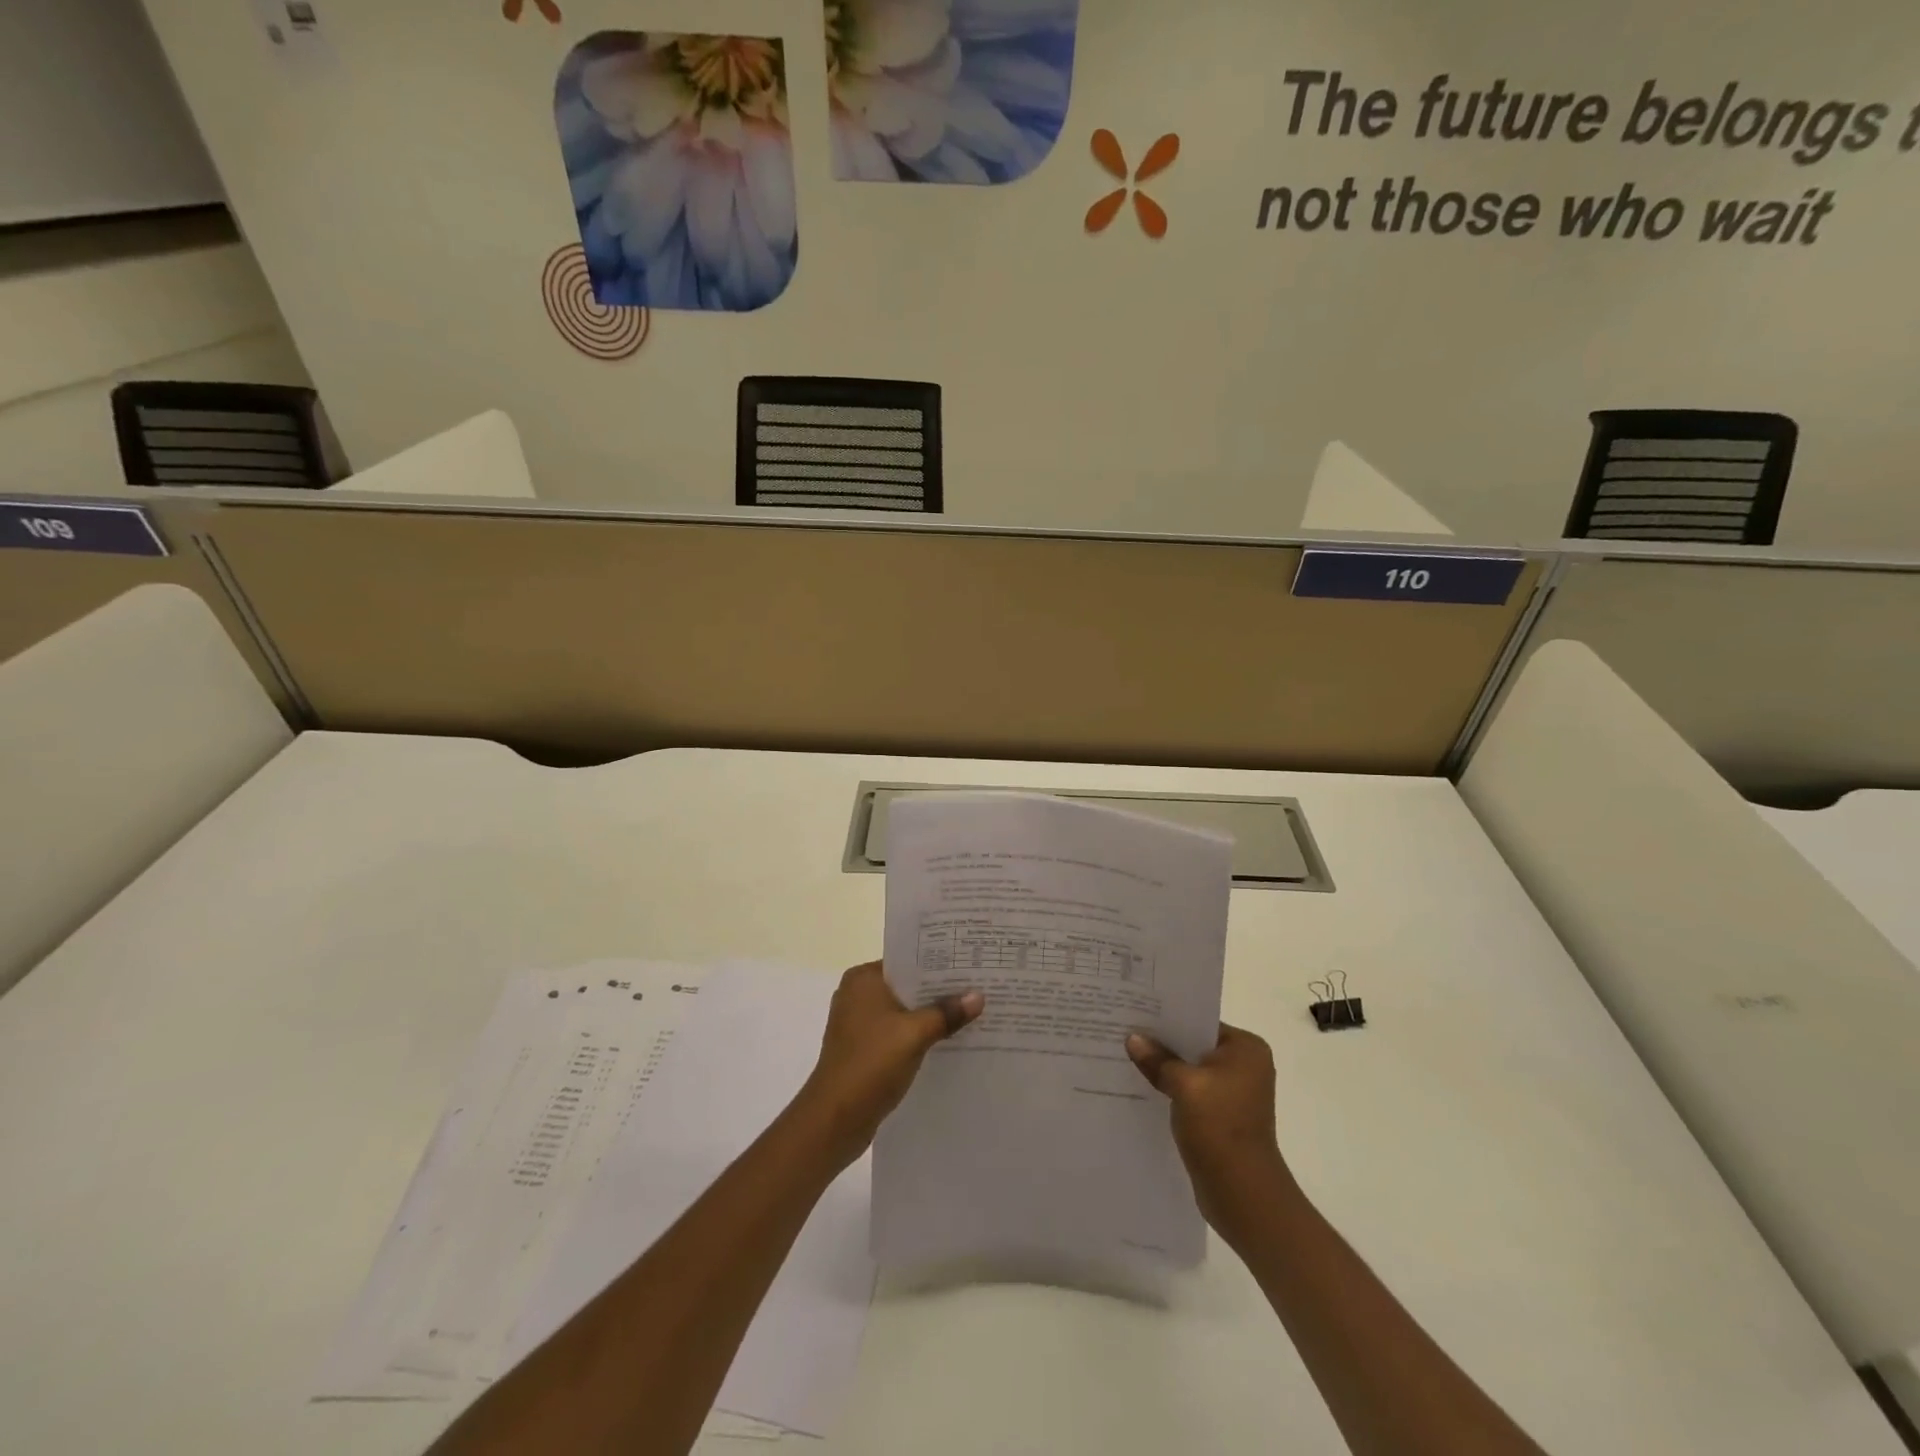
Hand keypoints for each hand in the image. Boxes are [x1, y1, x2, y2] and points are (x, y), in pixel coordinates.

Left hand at [796, 962, 982, 1168]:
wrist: (834, 1119)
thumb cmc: (871, 1063)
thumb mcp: (915, 1034)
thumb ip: (946, 1013)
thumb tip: (978, 996)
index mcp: (863, 979)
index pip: (906, 961)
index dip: (938, 964)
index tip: (969, 965)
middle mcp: (857, 995)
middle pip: (906, 987)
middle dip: (938, 992)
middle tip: (977, 988)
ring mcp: (858, 1024)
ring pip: (903, 1012)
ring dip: (930, 1016)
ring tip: (969, 1014)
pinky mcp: (862, 1050)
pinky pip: (897, 1033)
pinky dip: (918, 1036)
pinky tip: (946, 1042)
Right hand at [1126, 1023, 1291, 1226]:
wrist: (1243, 1194)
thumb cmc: (1220, 1128)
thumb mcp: (1184, 1086)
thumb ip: (1158, 1059)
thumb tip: (1133, 1039)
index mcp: (1246, 1049)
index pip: (1200, 1021)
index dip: (1168, 1018)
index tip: (1136, 1012)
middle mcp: (1246, 1066)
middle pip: (1195, 1045)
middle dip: (1163, 1043)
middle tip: (1125, 1031)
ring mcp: (1235, 1093)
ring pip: (1191, 1070)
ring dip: (1166, 1068)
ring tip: (1128, 1057)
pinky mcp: (1224, 1116)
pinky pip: (1192, 1092)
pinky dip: (1172, 1090)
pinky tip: (1144, 1087)